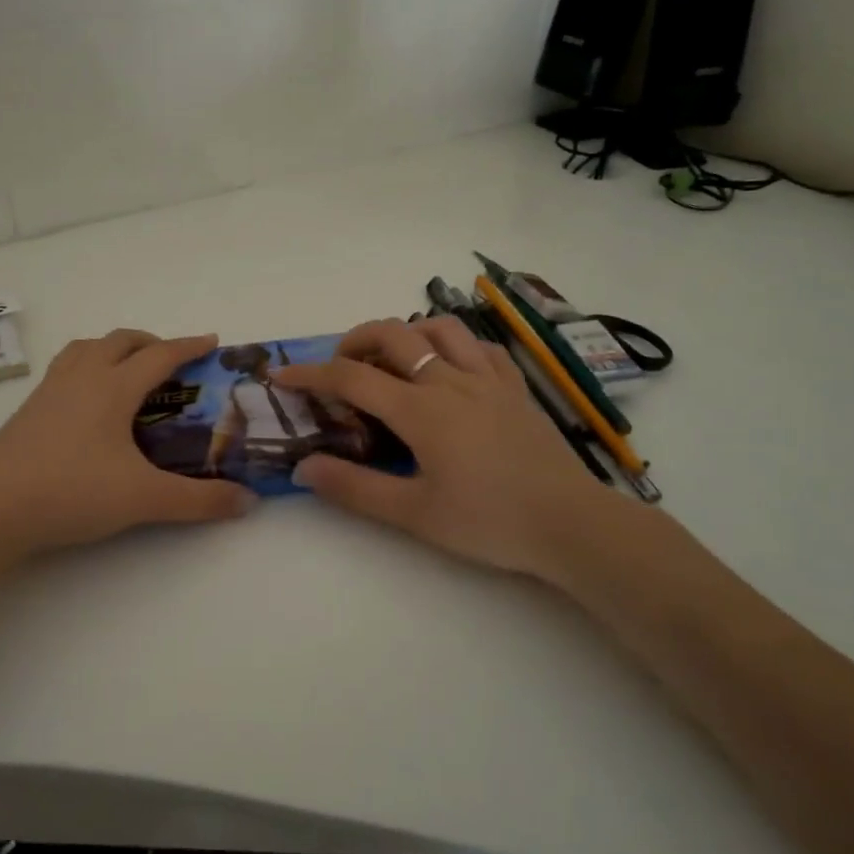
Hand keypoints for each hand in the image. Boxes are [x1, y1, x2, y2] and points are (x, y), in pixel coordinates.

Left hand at [0, 329, 253, 557]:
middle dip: (150, 343)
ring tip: (127, 372)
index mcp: (112, 387)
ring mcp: (49, 391)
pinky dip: (86, 368)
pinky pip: (64, 369)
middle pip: (119, 341)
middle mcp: (81, 377)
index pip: (159, 354)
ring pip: (85, 349)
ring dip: (112, 349)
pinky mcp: (28, 410)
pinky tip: (86, 403)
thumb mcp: (143, 498)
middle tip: (171, 362)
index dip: (188, 346)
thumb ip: (198, 500)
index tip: (211, 342)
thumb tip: (248, 501)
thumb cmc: (72, 492)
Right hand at [276, 317, 638, 588]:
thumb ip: (355, 488)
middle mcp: (450, 382)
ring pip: (439, 328)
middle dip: (354, 340)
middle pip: (393, 334)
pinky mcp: (514, 387)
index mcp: (421, 411)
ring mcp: (487, 379)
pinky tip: (447, 367)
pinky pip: (479, 346)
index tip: (281, 377)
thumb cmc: (489, 522)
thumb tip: (302, 468)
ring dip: (405, 333)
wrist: (572, 525)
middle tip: (338, 366)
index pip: (352, 378)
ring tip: (392, 360)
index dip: (310, 374)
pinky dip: (452, 344)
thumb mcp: (414, 514)